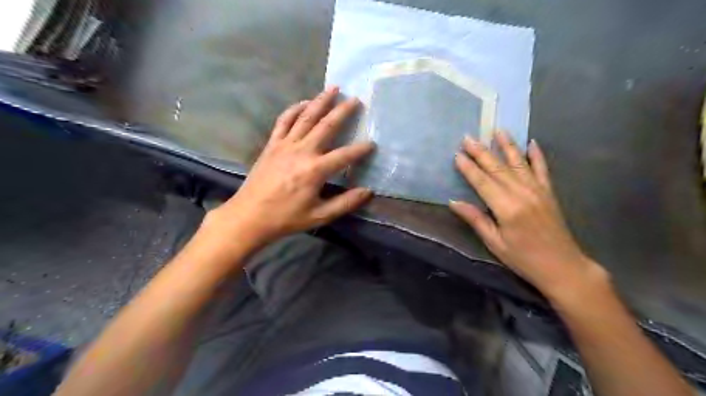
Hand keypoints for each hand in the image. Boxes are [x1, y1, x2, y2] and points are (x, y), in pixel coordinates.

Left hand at [209, 86, 374, 243]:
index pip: (345, 155)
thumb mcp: (319, 216)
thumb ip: (345, 203)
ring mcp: (285, 145)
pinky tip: (304, 102)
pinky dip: (294, 109)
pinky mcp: (272, 144)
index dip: (360, 149)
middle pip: (326, 126)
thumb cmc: (286, 218)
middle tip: (356, 99)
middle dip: (343, 111)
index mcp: (315, 170)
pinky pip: (284, 121)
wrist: (249, 216)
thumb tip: (368, 192)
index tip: (372, 144)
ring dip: (321, 101)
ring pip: (306, 117)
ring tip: (333, 89)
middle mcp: (302, 151)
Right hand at [449, 134, 603, 298]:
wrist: (562, 266)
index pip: (482, 182)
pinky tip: (531, 143)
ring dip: (507, 146)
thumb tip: (454, 202)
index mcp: (506, 208)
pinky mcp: (549, 192)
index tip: (457, 154)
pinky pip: (542, 169)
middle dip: (481, 152)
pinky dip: (537, 155)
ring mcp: (538, 190)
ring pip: (518, 163)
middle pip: (497, 168)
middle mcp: (522, 193)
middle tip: (468, 137)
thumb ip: (475, 219)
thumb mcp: (494, 242)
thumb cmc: (523, 258)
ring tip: (497, 130)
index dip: (468, 168)